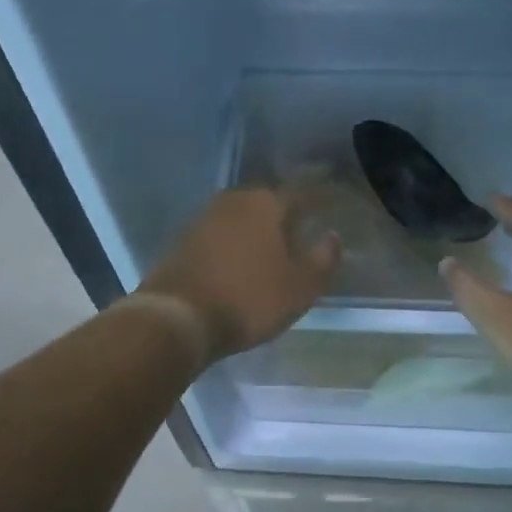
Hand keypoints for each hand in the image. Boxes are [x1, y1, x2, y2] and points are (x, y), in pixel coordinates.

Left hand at [136, 188, 341, 364]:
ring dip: (257, 228)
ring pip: (241, 216)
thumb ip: (322, 258)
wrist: (177, 318)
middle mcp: (233, 200)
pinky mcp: (182, 240)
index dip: (320, 198)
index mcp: (265, 203)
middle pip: (267, 201)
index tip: (333, 203)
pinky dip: (234, 243)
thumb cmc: (248, 299)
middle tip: (303, 227)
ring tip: (273, 246)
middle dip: (285, 213)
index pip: (301, 193)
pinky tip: (240, 260)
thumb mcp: (300, 287)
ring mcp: (203, 218)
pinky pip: (219, 234)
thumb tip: (332, 236)